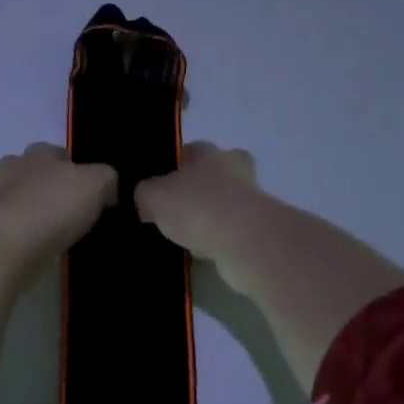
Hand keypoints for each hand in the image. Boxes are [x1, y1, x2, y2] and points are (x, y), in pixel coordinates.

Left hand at [0, 144, 117, 267]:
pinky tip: (48, 248)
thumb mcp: (97, 182)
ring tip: (64, 232)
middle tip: (76, 209)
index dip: (75, 167)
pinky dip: (31, 236)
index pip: (57, 151)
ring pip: (24, 201)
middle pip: (35, 174)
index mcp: (38, 153)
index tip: (90, 188)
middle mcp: (14, 171)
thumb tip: (107, 190)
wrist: (9, 244)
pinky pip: (18, 228)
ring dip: (40, 213)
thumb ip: (106, 179)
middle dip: (52, 188)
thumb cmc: (54, 204)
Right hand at [135, 142, 262, 273]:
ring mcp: (251, 199)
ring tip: (184, 236)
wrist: (245, 241)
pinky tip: (201, 252)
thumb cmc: (197, 206)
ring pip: (224, 203)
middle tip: (175, 209)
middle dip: (197, 189)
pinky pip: (231, 230)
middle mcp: (234, 169)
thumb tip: (145, 199)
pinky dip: (218, 238)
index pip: (190, 150)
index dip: (173, 165)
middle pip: (213, 174)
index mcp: (209, 152)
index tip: (159, 185)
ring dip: (209, 216)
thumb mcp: (153, 196)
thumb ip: (144, 193)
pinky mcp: (260, 228)